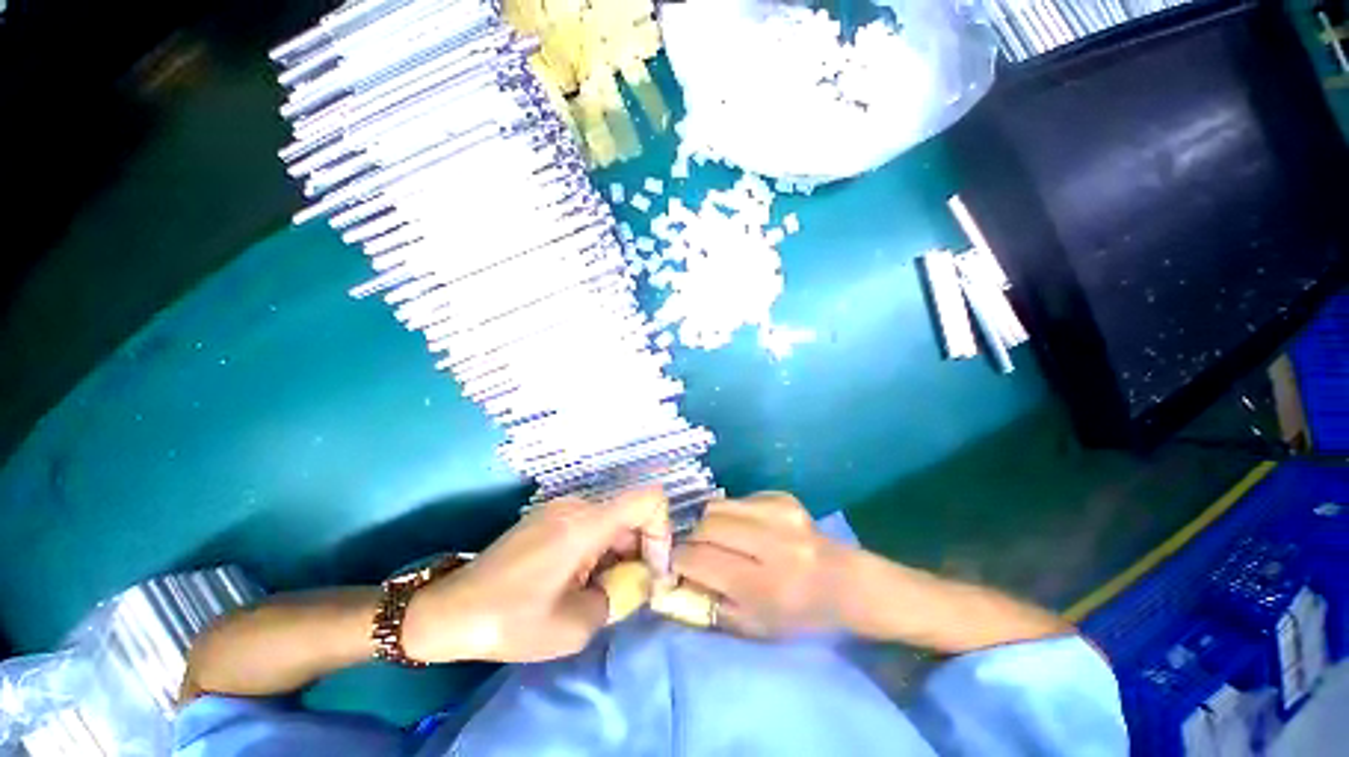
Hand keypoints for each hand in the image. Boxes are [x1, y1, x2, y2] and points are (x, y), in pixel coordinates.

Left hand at [402, 488, 669, 663]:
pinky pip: (588, 524)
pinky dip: (597, 548)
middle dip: (638, 551)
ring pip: (609, 521)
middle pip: (629, 514)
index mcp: (585, 523)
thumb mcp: (574, 625)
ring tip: (600, 591)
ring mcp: (558, 508)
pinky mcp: (546, 517)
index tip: (652, 569)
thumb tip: (635, 582)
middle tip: (628, 592)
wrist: (448, 612)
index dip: (661, 530)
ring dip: (616, 552)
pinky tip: (579, 579)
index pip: (648, 500)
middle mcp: (576, 505)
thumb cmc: (510, 620)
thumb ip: (617, 598)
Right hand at [672, 493, 853, 637]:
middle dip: (692, 538)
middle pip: (707, 526)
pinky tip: (745, 528)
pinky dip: (731, 514)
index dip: (680, 559)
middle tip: (695, 549)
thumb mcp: (753, 626)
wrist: (843, 580)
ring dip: (709, 523)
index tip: (675, 563)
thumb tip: (677, 575)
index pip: (702, 560)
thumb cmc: (797, 613)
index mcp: (766, 584)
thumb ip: (710, 603)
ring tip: (718, 537)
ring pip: (717, 506)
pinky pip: (737, 499)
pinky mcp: (782, 496)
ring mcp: (779, 513)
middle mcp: (773, 542)